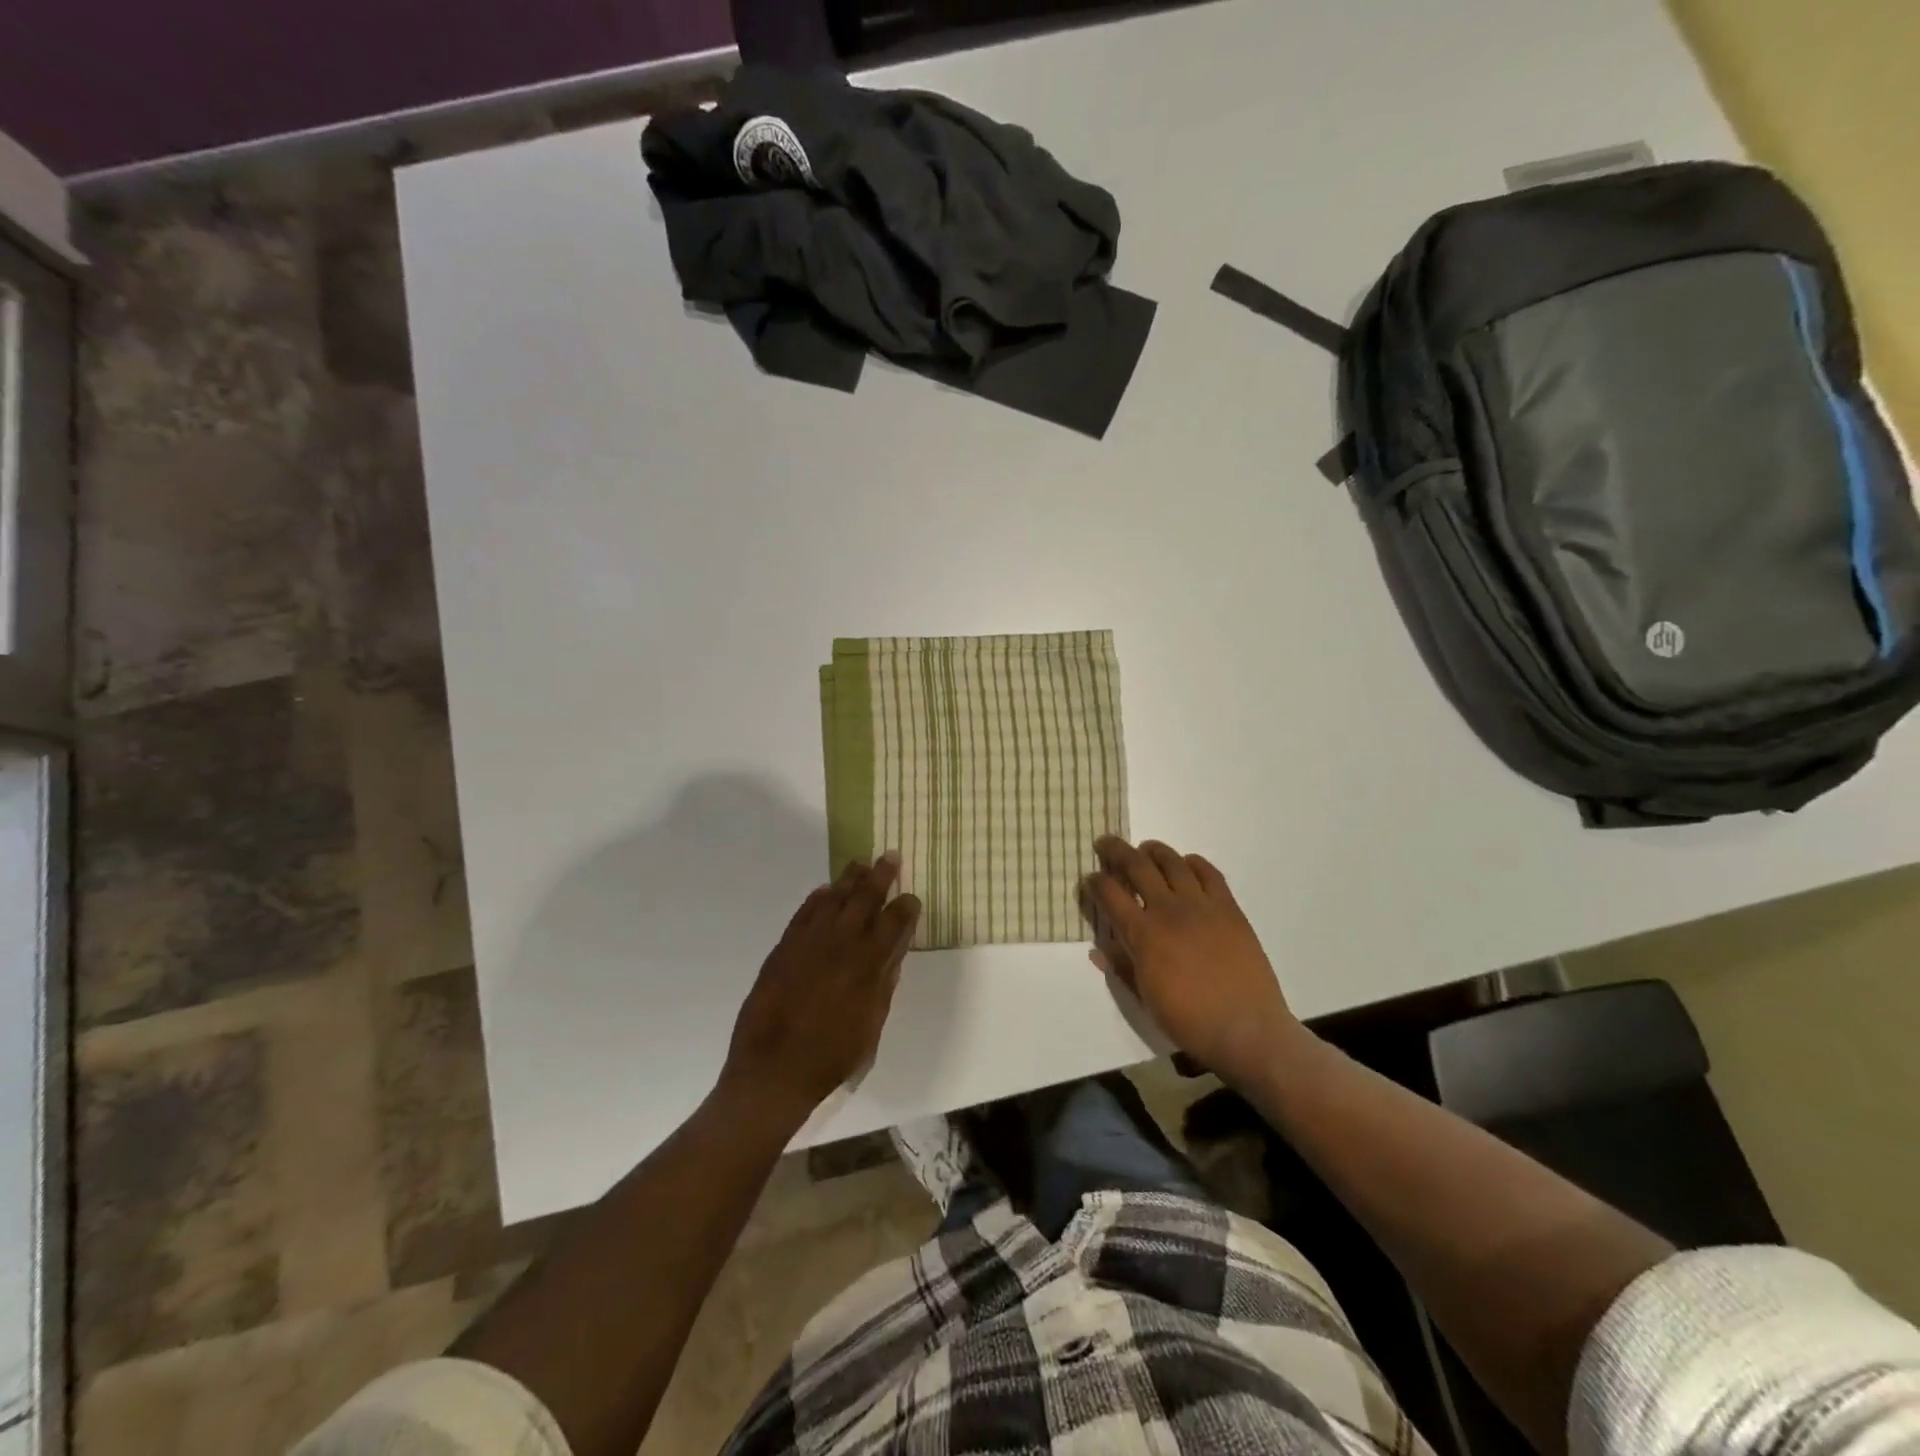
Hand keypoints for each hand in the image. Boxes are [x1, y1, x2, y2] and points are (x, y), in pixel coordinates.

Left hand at [721, 855, 921, 1121]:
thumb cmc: (831, 1056)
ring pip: (833, 898)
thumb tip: (893, 954)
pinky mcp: (784, 947)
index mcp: (868, 964)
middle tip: (890, 857)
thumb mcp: (871, 1026)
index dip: (906, 906)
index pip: (894, 922)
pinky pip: (804, 913)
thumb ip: (884, 985)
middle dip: (880, 876)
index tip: (912, 897)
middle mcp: (841, 943)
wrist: (773, 1070)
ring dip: (849, 879)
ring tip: (860, 864)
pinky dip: (817, 898)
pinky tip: (825, 891)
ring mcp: (809, 942)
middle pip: (864, 898)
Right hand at [1080, 836, 1300, 1088]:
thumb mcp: (1145, 998)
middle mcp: (1168, 910)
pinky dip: (1193, 863)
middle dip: (1116, 850)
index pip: (1109, 893)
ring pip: (1172, 862)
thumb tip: (1098, 949)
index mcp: (1143, 934)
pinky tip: (1186, 864)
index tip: (1089, 879)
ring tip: (1145, 849)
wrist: (1246, 1029)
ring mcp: (1201, 906)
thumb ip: (1121, 967)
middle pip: (1137, 866)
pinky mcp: (1229, 908)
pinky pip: (1209, 873)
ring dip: (1153, 850)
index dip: (1094, 881)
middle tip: (1106, 844)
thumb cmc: (1189, 1020)